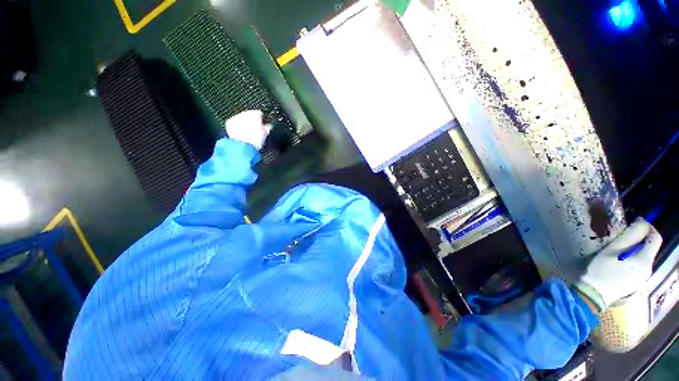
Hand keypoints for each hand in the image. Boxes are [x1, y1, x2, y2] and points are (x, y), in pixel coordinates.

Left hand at [225, 110, 272, 149]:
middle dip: (252, 122)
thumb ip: (268, 128)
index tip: (263, 126)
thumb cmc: (255, 140)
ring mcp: (236, 117)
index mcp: (255, 114)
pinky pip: (234, 123)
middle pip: (250, 115)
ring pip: (242, 119)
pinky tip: (241, 135)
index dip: (262, 120)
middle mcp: (245, 113)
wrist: (243, 145)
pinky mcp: (229, 122)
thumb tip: (269, 126)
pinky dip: (237, 127)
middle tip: (255, 131)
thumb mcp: (265, 134)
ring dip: (244, 124)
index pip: (260, 114)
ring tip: (248, 134)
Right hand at [575, 218, 662, 311]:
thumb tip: (642, 222)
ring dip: (635, 252)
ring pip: (643, 259)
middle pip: (649, 250)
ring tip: (618, 252)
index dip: (649, 228)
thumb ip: (629, 236)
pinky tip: (618, 264)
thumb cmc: (601, 270)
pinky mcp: (637, 285)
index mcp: (645, 260)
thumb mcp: (612, 250)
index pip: (656, 239)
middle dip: (639, 241)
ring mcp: (643, 279)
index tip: (637, 223)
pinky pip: (639, 268)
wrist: (594, 295)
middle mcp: (649, 270)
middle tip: (622, 238)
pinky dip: (632, 262)